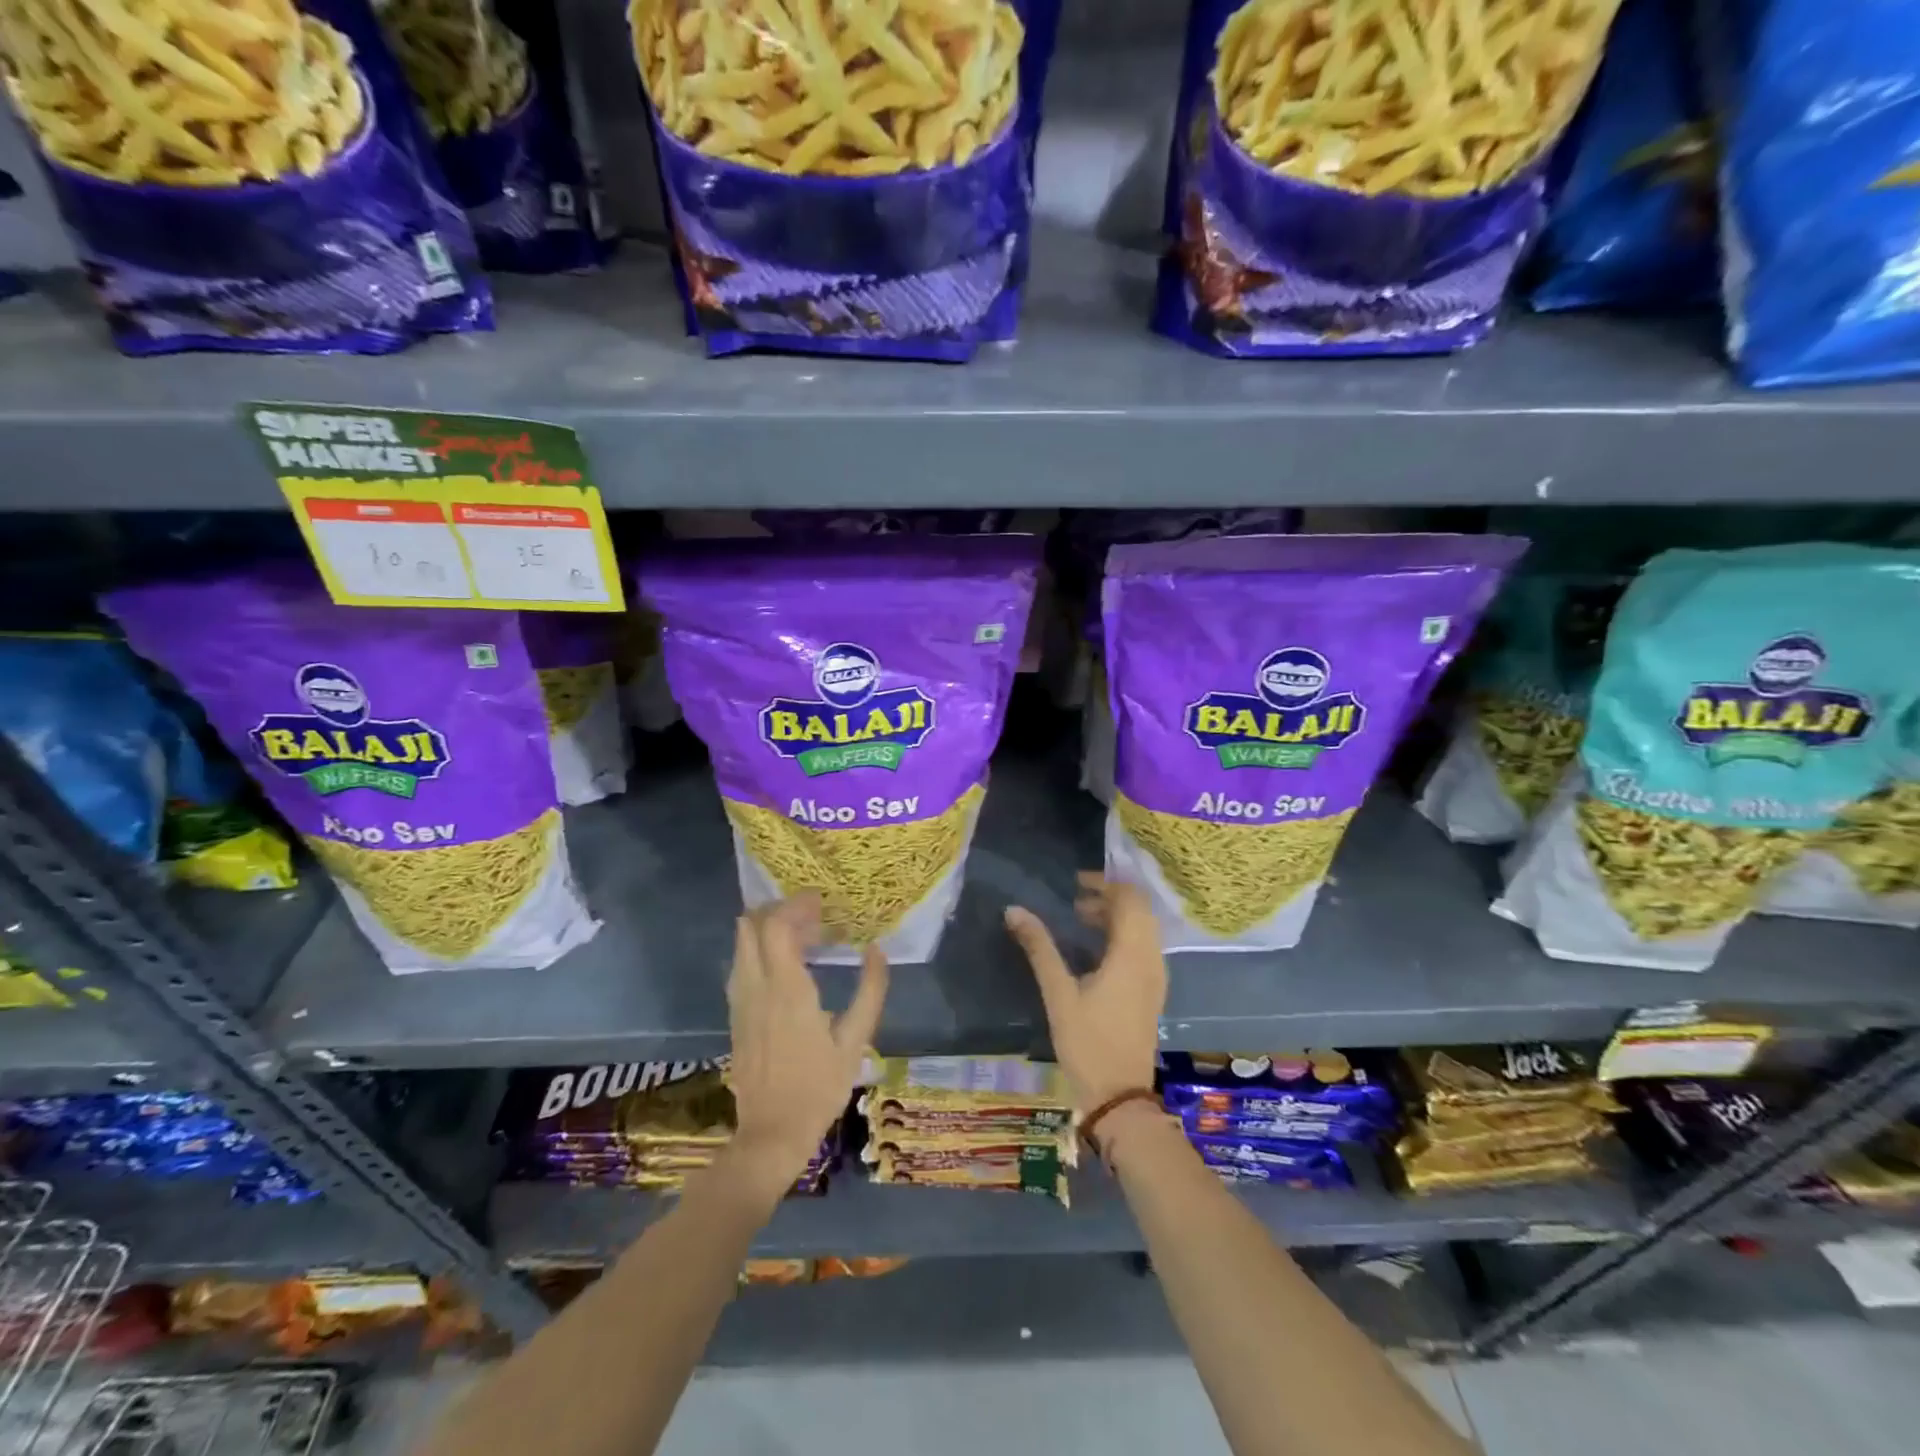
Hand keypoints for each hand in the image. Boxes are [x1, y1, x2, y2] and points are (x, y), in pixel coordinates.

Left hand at [724, 894, 887, 1196]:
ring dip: (766, 928)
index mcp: (787, 990)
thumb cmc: (819, 1088)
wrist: (771, 1134)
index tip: (821, 901)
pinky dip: (758, 949)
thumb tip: (877, 949)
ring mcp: (740, 1001)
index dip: (796, 905)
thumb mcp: (855, 1041)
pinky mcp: (734, 1015)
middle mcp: (756, 987)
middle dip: (778, 910)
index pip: (777, 926)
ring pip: (741, 944)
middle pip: (751, 926)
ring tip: (802, 935)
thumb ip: (870, 991)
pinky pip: (740, 965)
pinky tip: (784, 963)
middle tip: (811, 915)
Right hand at [1005, 873, 1166, 1110]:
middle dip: (1110, 898)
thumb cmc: (1088, 1043)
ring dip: (1116, 917)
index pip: (1130, 899)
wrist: (1120, 1097)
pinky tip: (1094, 950)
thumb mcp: (1059, 994)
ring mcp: (1156, 977)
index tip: (1075, 883)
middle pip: (1140, 911)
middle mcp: (1151, 959)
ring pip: (1143, 929)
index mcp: (1132, 954)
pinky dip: (1123, 936)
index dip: (1105, 884)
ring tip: (1080, 920)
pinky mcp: (1153, 992)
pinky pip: (1143, 947)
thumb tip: (1014, 910)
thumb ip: (1039, 948)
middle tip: (1074, 900)